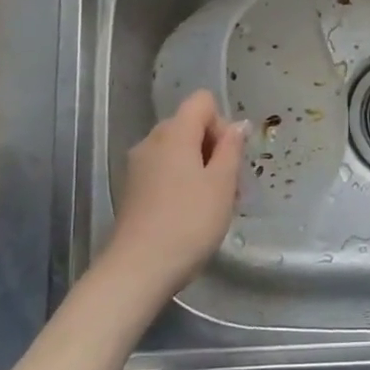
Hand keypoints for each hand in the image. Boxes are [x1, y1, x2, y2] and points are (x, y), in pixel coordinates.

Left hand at [97, 91, 246, 304]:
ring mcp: (138, 165)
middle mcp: (151, 141)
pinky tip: (190, 214)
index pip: (202, 101)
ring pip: (177, 150)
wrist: (139, 268)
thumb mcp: (222, 184)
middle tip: (229, 186)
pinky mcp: (132, 189)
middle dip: (214, 148)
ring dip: (200, 167)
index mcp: (174, 133)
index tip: (229, 159)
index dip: (222, 123)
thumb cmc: (189, 222)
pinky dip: (181, 181)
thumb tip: (238, 125)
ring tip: (213, 204)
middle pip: (189, 125)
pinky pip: (163, 170)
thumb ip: (232, 149)